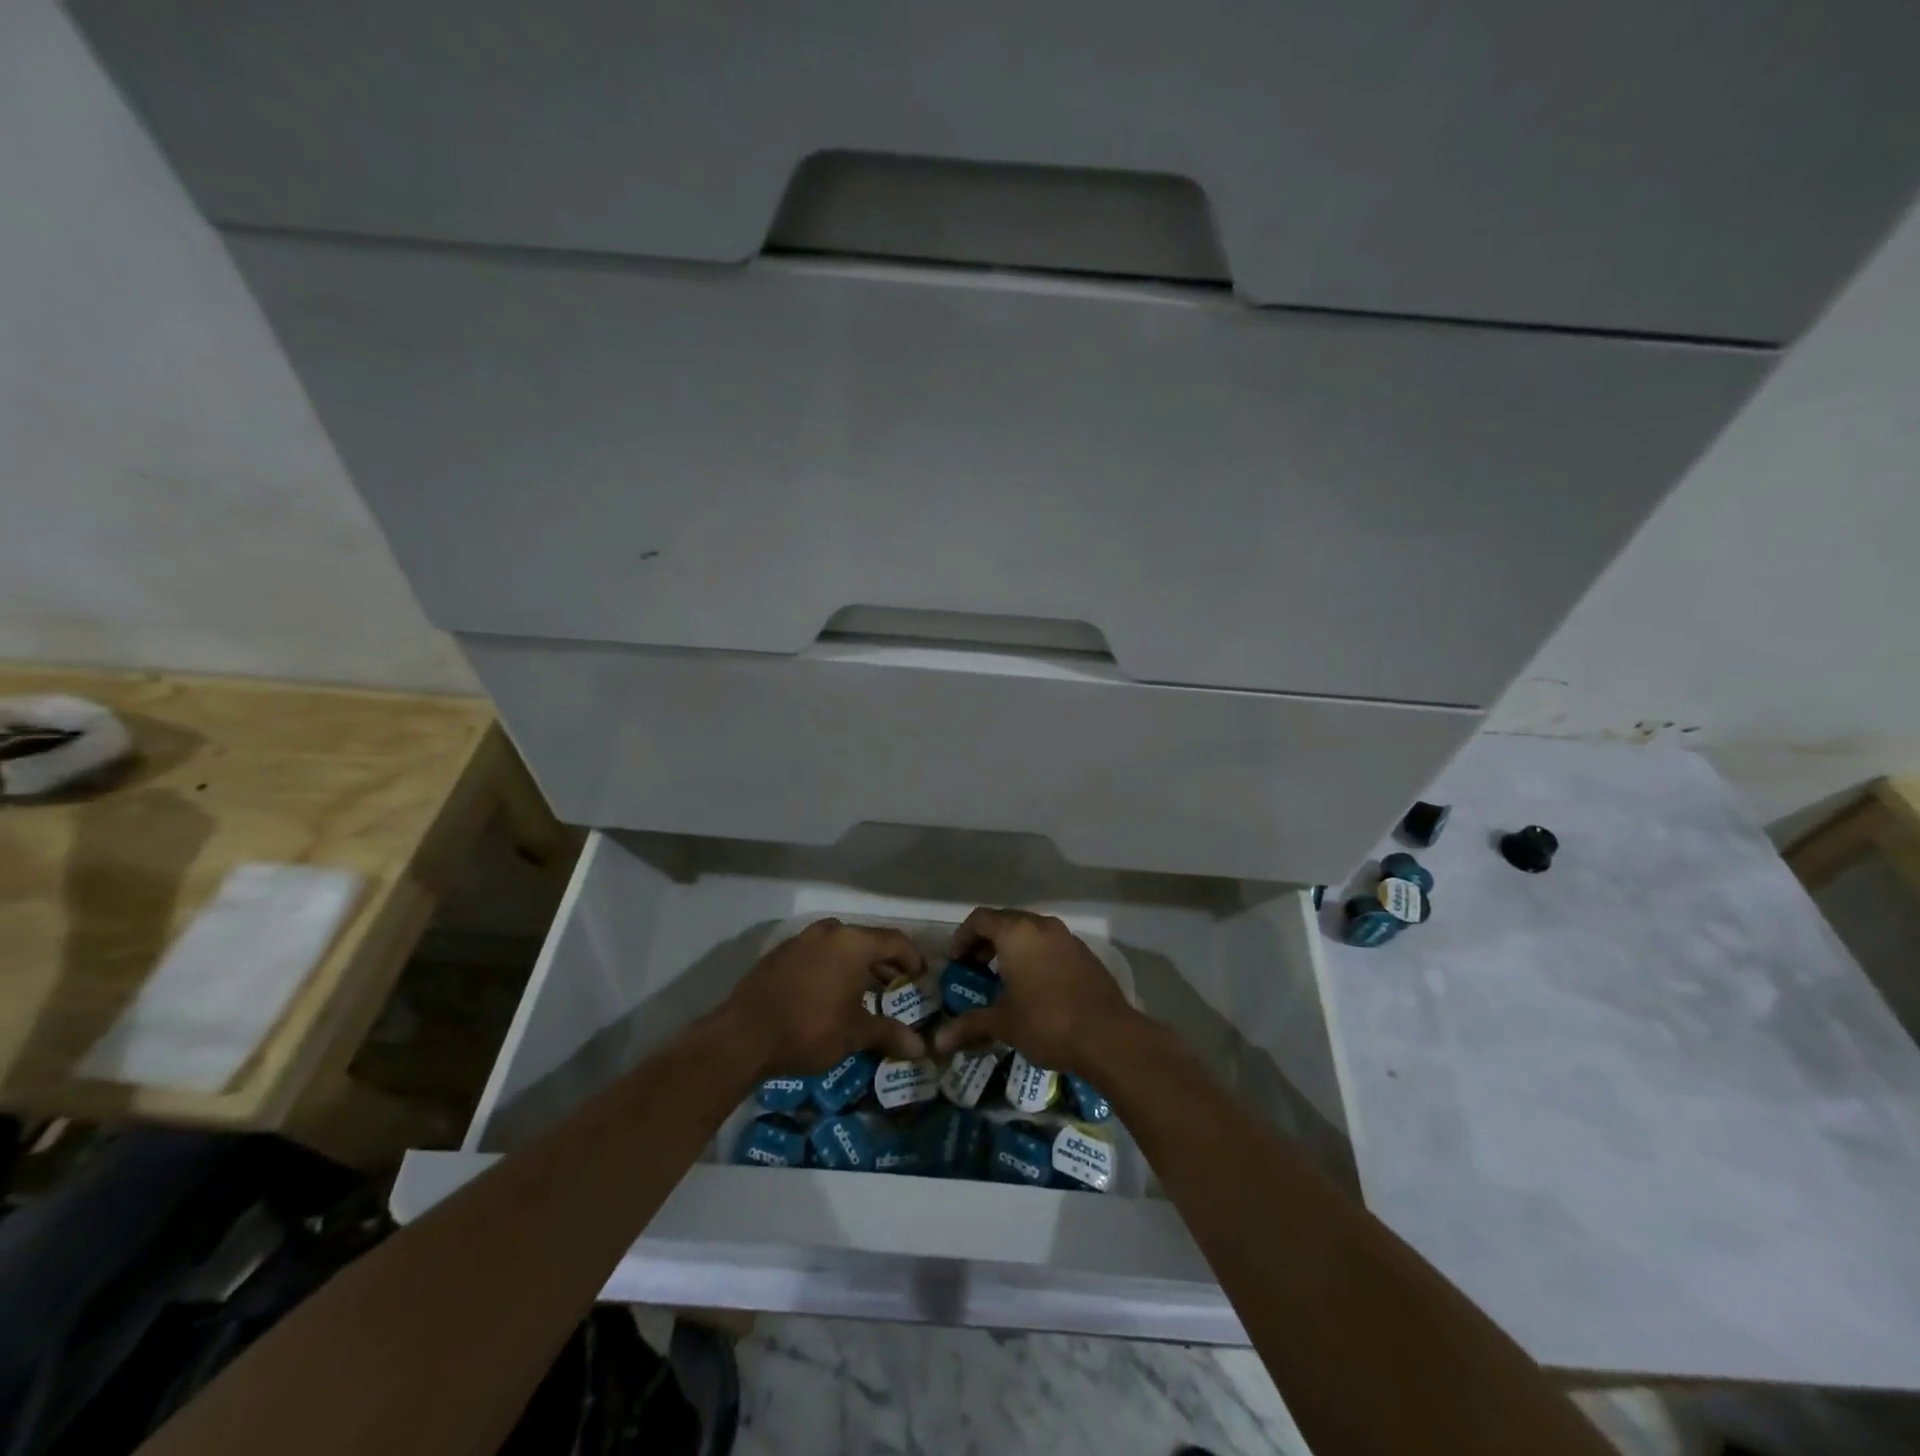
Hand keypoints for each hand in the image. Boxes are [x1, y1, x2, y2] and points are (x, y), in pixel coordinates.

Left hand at [716, 918, 929, 1077]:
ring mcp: (800, 940)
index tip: (920, 980)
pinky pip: (816, 953)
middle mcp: (829, 931)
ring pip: (840, 945)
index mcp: (852, 942)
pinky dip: (831, 967)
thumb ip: (889, 1034)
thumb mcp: (855, 1034)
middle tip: (895, 988)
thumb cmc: (809, 1029)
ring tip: (864, 992)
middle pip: (867, 940)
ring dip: (856, 964)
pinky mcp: (779, 954)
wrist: (743, 1037)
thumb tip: (922, 1049)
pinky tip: (828, 994)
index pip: (895, 941)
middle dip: (885, 963)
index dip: (913, 959)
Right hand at [932, 907, 1140, 1073]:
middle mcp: (1041, 926)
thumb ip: (969, 1026)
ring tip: (1004, 979)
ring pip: (1031, 932)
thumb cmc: (1047, 1022)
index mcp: (1016, 932)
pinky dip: (1036, 956)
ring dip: (1013, 949)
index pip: (980, 919)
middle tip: (975, 969)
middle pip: (1006, 921)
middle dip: (986, 942)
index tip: (957, 961)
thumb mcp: (1003, 1024)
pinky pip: (1051, 946)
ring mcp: (1067, 938)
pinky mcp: (1085, 954)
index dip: (963, 937)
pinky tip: (1035, 987)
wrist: (1108, 1035)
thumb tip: (937, 1041)